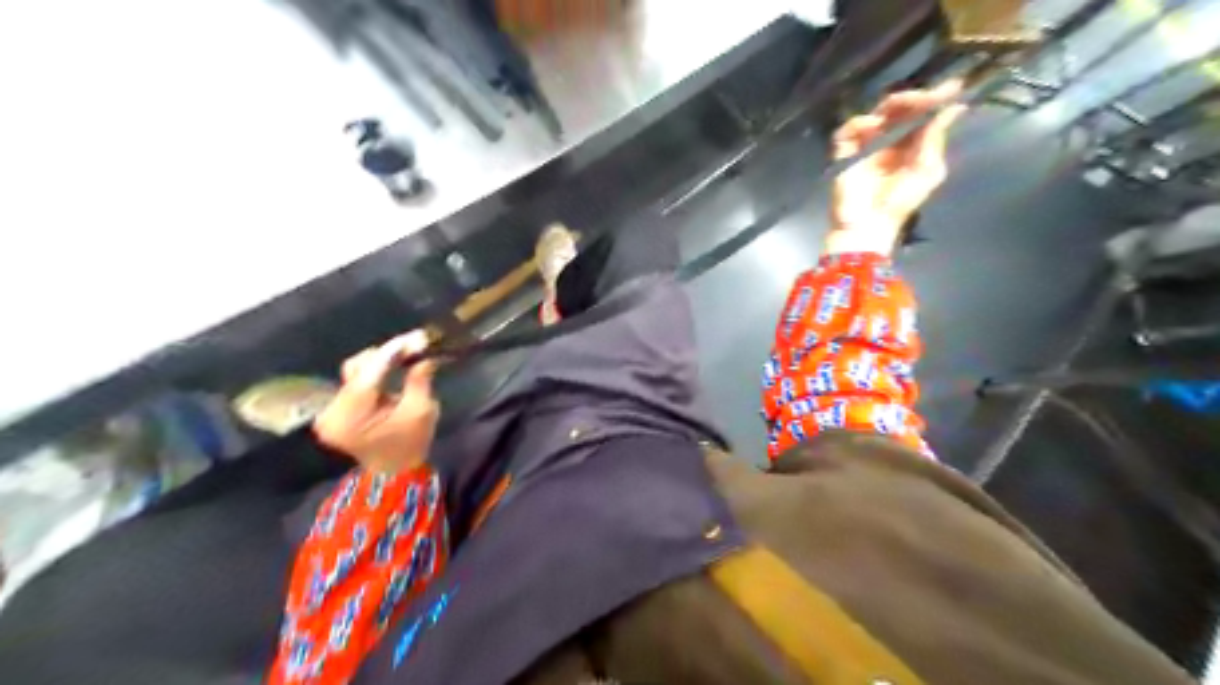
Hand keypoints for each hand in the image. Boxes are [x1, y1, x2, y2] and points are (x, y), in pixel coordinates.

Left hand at [311, 333, 440, 473]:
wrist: (394, 472)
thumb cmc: (410, 445)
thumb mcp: (421, 411)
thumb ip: (419, 379)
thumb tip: (423, 352)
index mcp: (350, 417)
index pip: (370, 374)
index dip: (394, 352)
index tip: (417, 337)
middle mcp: (331, 411)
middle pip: (358, 368)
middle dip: (388, 354)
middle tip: (415, 344)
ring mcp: (329, 409)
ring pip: (355, 370)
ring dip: (381, 361)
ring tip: (406, 354)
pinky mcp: (336, 407)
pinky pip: (354, 380)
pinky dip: (375, 371)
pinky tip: (393, 365)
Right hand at [834, 79, 968, 253]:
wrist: (869, 224)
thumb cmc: (900, 204)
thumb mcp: (927, 170)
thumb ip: (935, 138)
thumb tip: (955, 107)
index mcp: (911, 146)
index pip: (922, 117)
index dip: (936, 101)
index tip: (953, 87)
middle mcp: (889, 142)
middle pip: (900, 110)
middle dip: (916, 98)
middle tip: (929, 95)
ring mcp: (866, 145)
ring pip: (878, 113)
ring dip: (893, 104)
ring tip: (906, 104)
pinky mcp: (845, 151)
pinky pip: (850, 129)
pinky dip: (861, 123)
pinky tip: (874, 126)